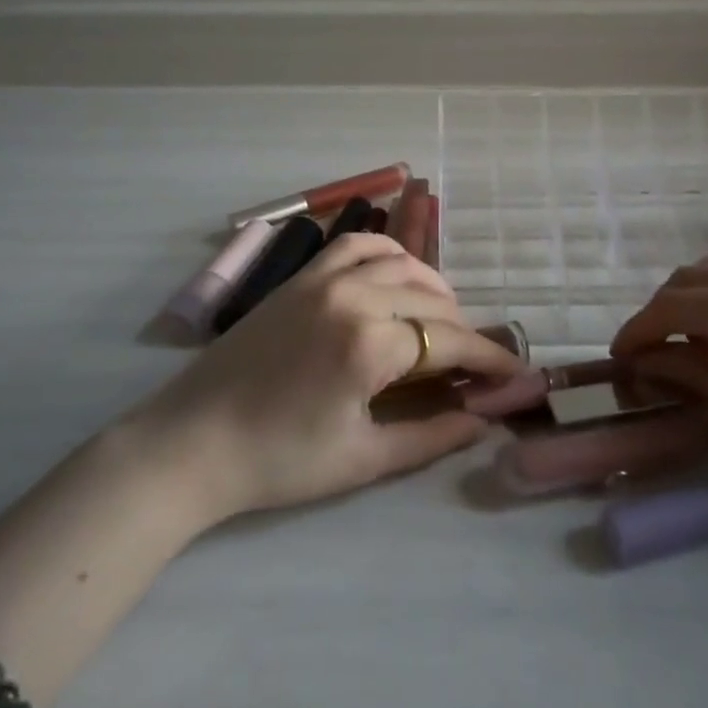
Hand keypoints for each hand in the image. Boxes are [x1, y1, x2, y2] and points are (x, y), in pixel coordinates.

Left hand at [142, 233, 524, 522]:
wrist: (192, 443)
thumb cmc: (278, 462)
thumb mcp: (362, 460)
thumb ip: (429, 436)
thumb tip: (482, 420)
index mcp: (370, 345)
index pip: (448, 341)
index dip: (487, 358)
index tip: (515, 371)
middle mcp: (354, 297)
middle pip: (431, 300)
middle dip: (463, 328)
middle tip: (475, 359)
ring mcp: (324, 279)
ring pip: (399, 263)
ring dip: (431, 286)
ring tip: (442, 316)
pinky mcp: (301, 277)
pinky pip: (355, 245)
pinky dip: (387, 252)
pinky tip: (396, 273)